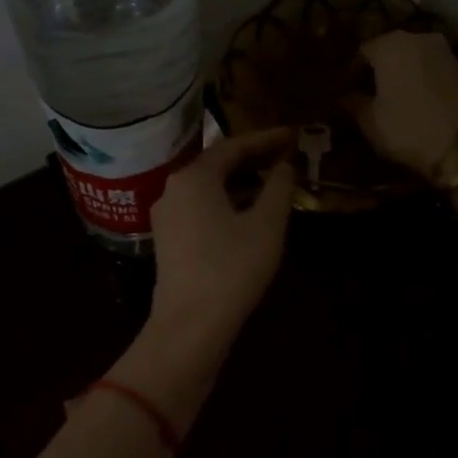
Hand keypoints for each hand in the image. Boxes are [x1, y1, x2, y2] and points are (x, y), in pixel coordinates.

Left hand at [148, 127, 296, 343]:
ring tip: (271, 183)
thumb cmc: (232, 267)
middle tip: (284, 155)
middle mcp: (173, 188)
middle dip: (251, 159)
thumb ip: (278, 188)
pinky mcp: (168, 239)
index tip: (291, 134)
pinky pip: (199, 207)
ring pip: (207, 187)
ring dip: (239, 182)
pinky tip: (247, 212)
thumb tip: (284, 165)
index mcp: (194, 177)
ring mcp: (166, 215)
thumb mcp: (266, 224)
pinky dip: (225, 202)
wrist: (190, 324)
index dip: (265, 139)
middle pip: (216, 164)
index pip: (234, 145)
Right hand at [347, 31, 457, 179]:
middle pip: (390, 49)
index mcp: (390, 45)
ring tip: (394, 98)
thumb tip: (344, 97)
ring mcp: (446, 51)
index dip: (351, 72)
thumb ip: (353, 103)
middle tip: (369, 93)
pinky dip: (423, 79)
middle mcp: (419, 38)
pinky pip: (434, 69)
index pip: (361, 51)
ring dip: (402, 73)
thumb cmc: (409, 129)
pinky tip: (418, 100)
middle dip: (378, 69)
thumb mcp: (371, 122)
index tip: (346, 91)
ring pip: (414, 57)